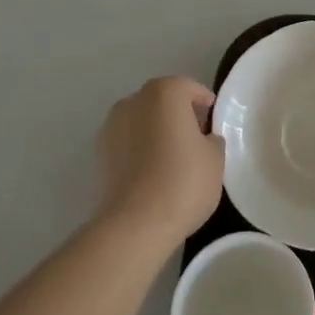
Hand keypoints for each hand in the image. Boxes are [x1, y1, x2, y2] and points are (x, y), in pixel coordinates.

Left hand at [96, 76, 225, 245]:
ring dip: (156, 131)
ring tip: (172, 158)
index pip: (190, 89)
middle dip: (179, 115)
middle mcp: (134, 100)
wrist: (134, 225)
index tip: (214, 122)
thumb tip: (203, 139)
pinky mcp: (99, 154)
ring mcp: (112, 126)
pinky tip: (152, 172)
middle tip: (196, 139)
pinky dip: (139, 150)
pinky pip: (128, 142)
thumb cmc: (183, 182)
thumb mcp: (215, 158)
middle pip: (163, 101)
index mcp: (165, 92)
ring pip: (142, 121)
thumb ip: (212, 139)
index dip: (205, 104)